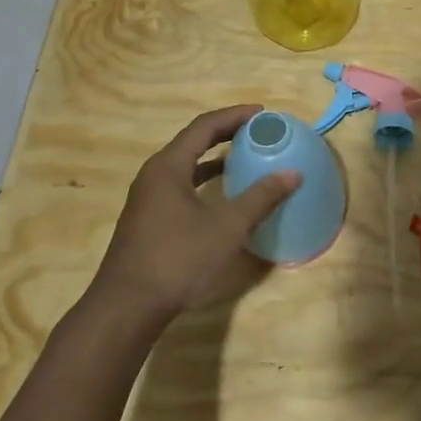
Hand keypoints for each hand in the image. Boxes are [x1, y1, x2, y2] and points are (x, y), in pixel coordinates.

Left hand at [88, 105, 300, 324]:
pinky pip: (180, 185)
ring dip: (214, 157)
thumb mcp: (227, 228)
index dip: (234, 116)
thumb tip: (292, 174)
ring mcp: (148, 198)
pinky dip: (204, 180)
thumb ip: (260, 198)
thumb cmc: (178, 260)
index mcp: (169, 167)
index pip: (204, 126)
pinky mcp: (148, 219)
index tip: (263, 113)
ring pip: (185, 165)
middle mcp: (154, 175)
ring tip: (244, 156)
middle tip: (257, 131)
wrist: (128, 307)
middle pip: (193, 141)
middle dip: (226, 133)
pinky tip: (222, 195)